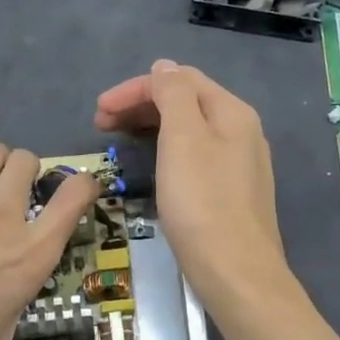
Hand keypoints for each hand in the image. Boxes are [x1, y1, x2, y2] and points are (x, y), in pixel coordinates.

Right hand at [94, 58, 290, 316]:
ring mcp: (239, 163)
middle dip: (141, 105)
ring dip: (151, 126)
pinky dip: (166, 149)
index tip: (98, 112)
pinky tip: (152, 163)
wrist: (236, 272)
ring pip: (189, 129)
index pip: (178, 80)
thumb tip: (165, 67)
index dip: (135, 89)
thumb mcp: (183, 138)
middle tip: (101, 125)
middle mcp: (241, 130)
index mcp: (232, 111)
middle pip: (186, 101)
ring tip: (119, 140)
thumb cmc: (202, 203)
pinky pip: (194, 154)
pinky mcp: (232, 191)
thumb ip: (174, 95)